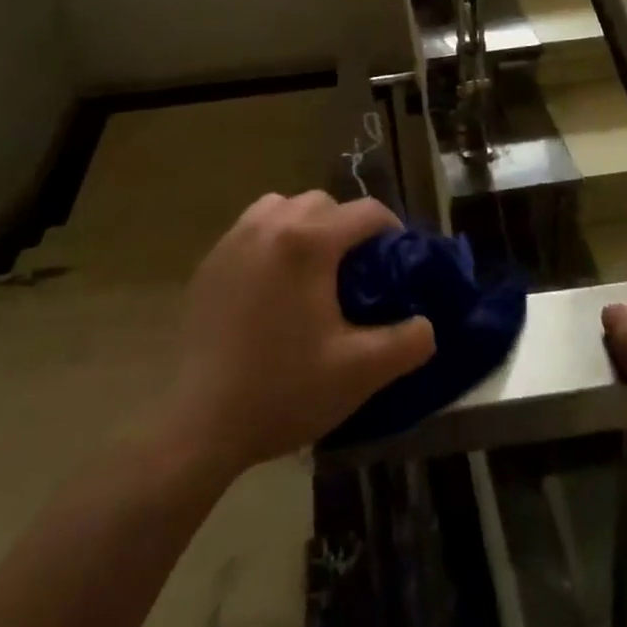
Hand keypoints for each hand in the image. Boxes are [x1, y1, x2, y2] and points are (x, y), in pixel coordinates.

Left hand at [163, 192, 436, 476]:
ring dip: (305, 225)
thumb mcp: (360, 372)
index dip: (391, 229)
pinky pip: (251, 228)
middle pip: (323, 202)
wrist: (200, 424)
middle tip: (355, 270)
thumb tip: (426, 325)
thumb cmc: (284, 390)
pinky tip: (272, 285)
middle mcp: (271, 225)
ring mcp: (234, 239)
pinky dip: (271, 239)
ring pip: (282, 206)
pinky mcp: (210, 261)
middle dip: (346, 226)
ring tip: (311, 269)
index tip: (397, 258)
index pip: (366, 212)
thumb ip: (407, 342)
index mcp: (309, 241)